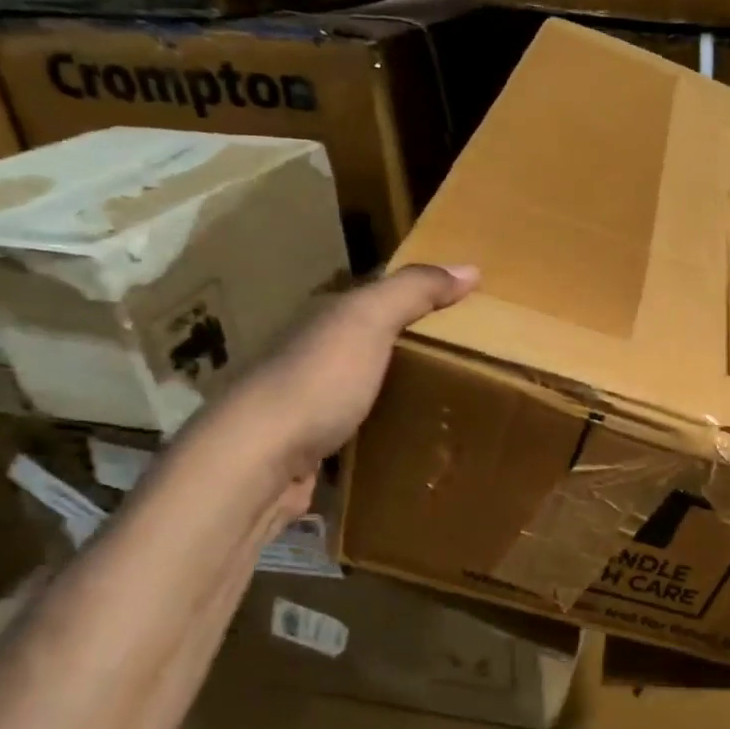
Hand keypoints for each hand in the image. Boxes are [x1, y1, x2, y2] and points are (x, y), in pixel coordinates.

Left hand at [187, 263, 478, 514]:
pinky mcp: (310, 446)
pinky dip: (381, 428)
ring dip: (394, 390)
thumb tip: (470, 268)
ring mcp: (307, 402)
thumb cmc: (317, 380)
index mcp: (323, 318)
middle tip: (465, 356)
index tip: (461, 306)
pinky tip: (408, 438)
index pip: (373, 296)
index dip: (415, 296)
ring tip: (445, 400)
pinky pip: (357, 429)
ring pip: (361, 386)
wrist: (258, 460)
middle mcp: (311, 354)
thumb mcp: (368, 321)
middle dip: (408, 345)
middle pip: (368, 342)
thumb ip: (413, 291)